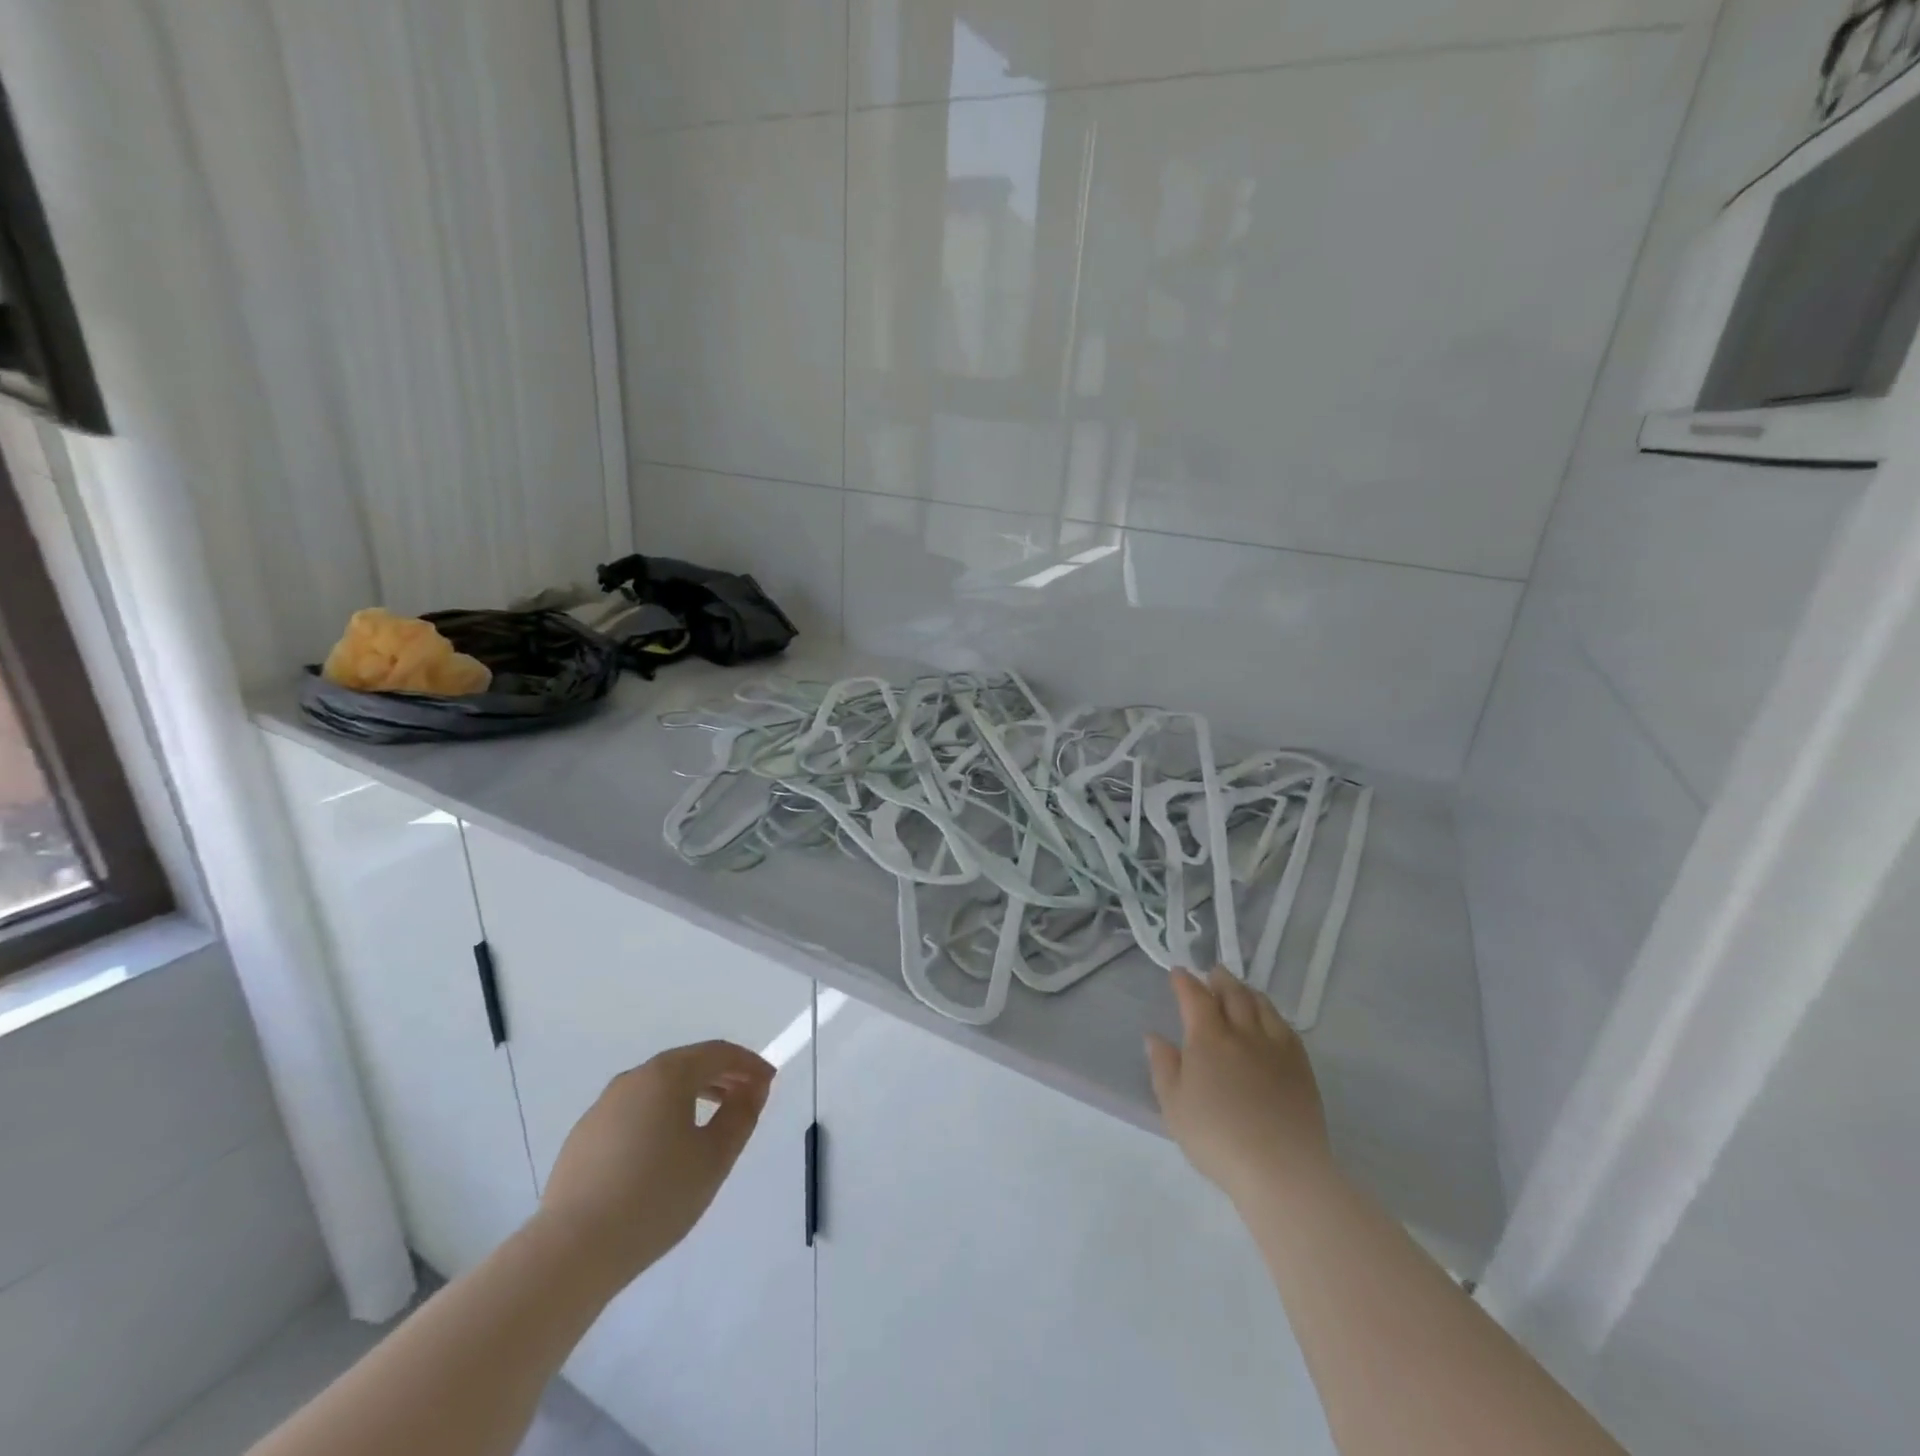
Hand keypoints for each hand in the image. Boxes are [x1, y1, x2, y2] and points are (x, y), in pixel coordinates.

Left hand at [537, 1040, 774, 1283]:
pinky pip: (634, 1111)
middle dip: (722, 1077)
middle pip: (687, 1065)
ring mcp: (603, 1107)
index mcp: (667, 1075)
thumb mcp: (714, 1157)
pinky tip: (665, 1151)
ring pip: (658, 1088)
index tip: (769, 1081)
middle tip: (747, 1098)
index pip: (718, 1053)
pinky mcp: (584, 1136)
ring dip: (691, 1095)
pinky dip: (660, 1115)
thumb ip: (741, 1116)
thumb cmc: (656, 1196)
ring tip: (711, 1123)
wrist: (572, 1250)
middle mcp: (633, 1079)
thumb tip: (753, 1088)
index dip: (749, 1064)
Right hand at [1146, 967, 1333, 1208]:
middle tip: (1213, 973)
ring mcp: (1276, 1048)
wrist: (1282, 1169)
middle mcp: (1242, 1033)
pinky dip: (1273, 1015)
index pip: (1194, 997)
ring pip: (1261, 1006)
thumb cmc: (1217, 1138)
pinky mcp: (1301, 1067)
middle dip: (1219, 980)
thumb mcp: (1174, 1106)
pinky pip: (1286, 1027)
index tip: (1178, 973)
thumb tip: (1155, 1037)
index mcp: (1207, 1038)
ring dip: (1247, 991)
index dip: (1185, 982)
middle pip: (1232, 994)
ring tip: (1240, 990)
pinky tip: (1271, 1021)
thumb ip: (1164, 1067)